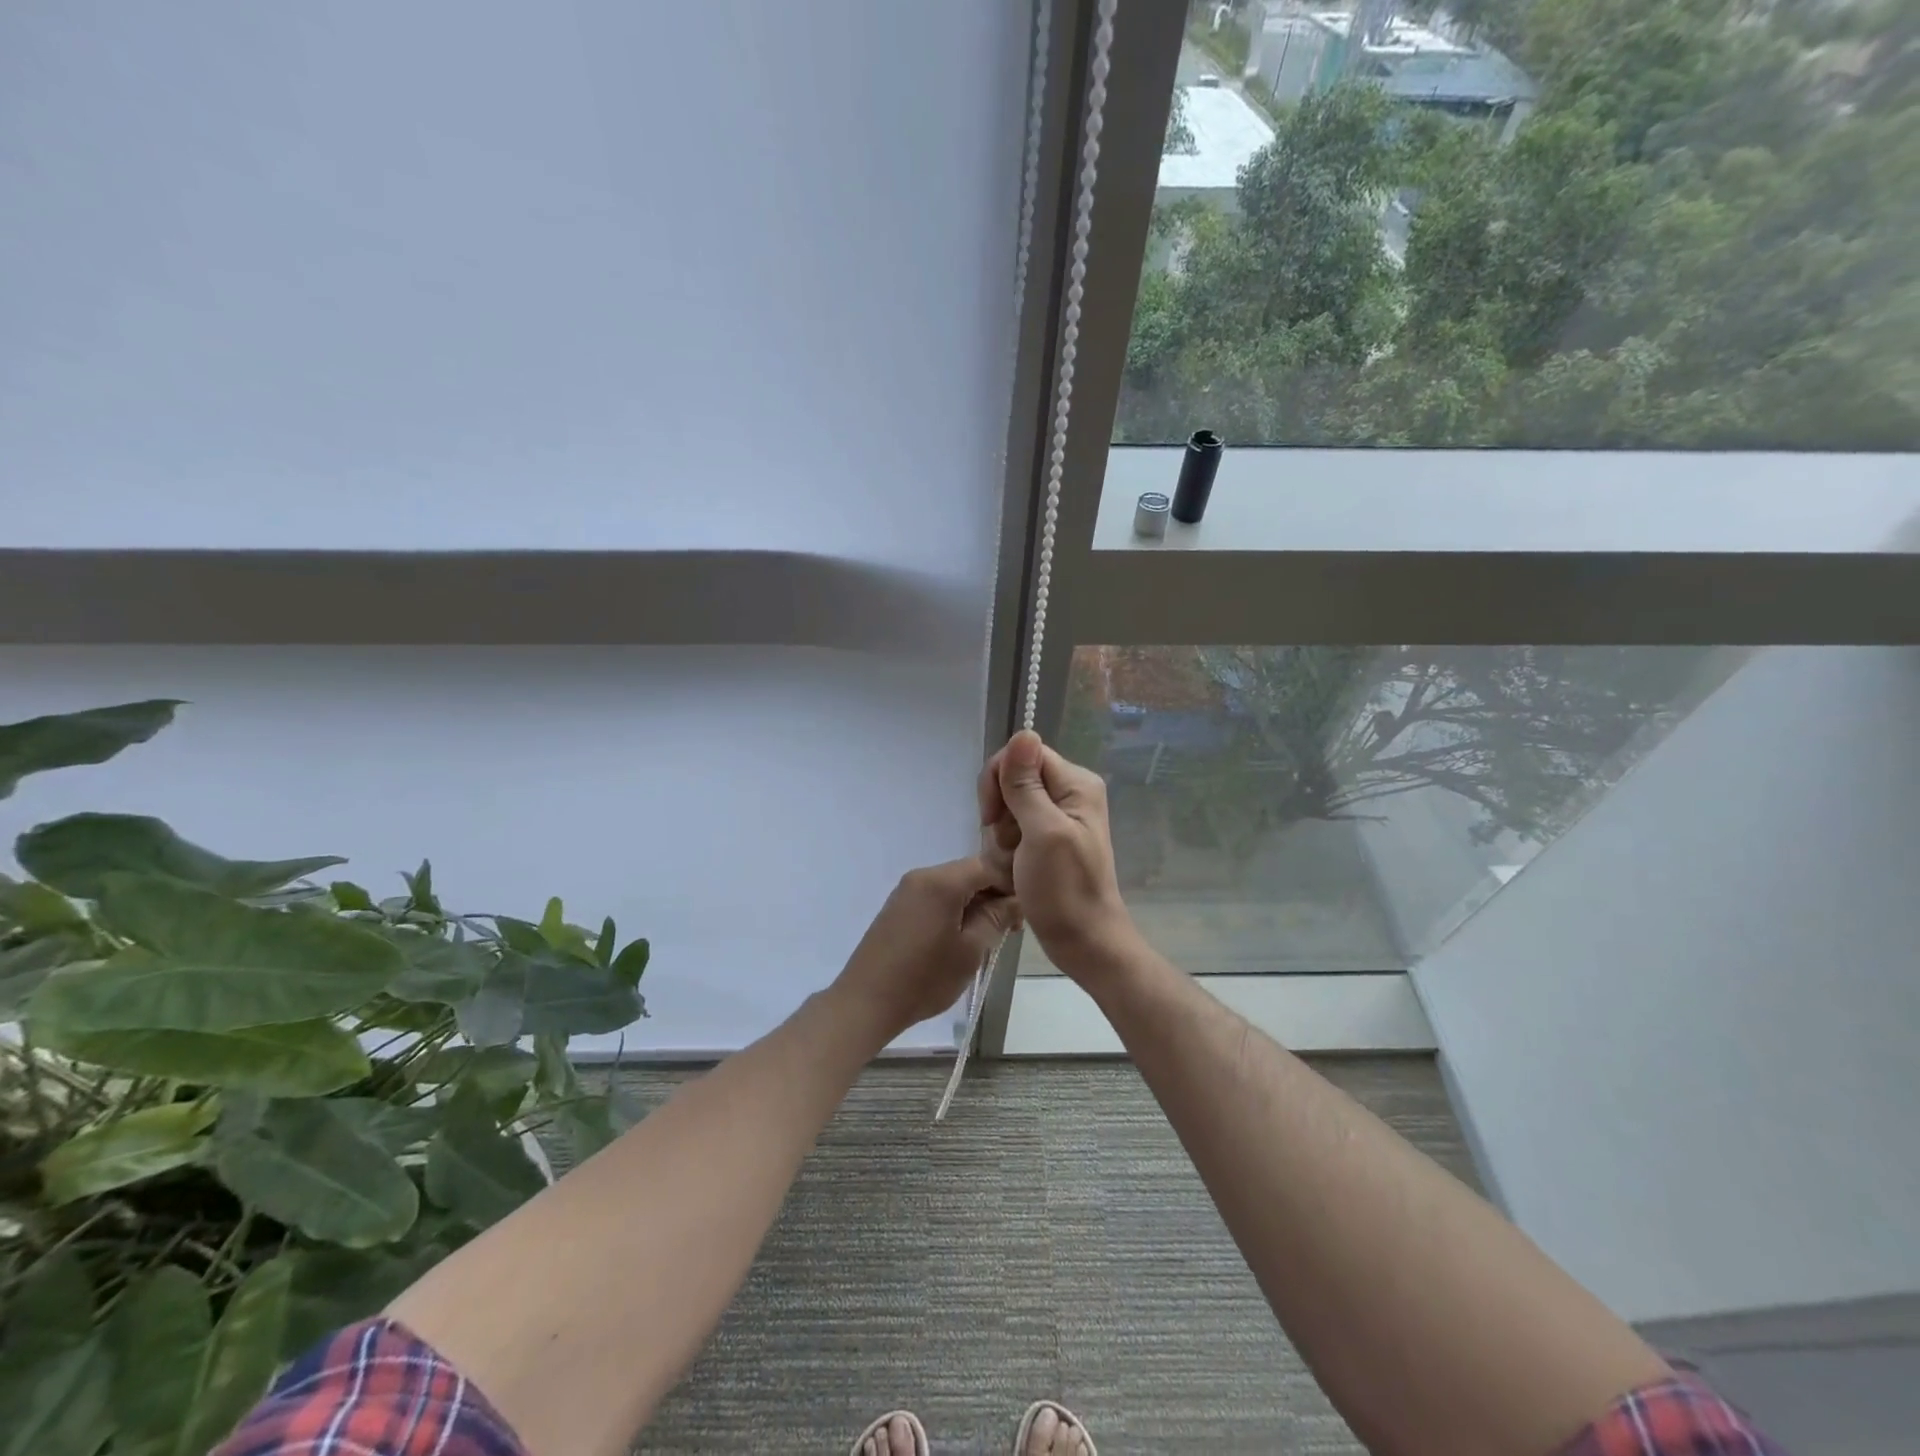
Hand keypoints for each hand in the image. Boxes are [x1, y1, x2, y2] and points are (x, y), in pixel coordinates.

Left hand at [832, 857, 1018, 1040]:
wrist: (866, 1001)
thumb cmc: (924, 977)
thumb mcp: (971, 950)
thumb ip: (997, 918)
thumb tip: (1016, 899)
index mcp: (942, 881)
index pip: (989, 866)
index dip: (1012, 885)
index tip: (1022, 915)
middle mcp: (922, 875)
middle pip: (970, 873)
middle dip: (994, 896)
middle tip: (1009, 931)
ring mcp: (907, 890)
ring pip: (954, 886)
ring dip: (975, 905)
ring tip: (987, 938)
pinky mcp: (898, 906)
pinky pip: (936, 897)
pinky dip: (955, 910)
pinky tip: (960, 938)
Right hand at [978, 730, 1134, 977]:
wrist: (1084, 942)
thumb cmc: (1064, 890)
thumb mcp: (1041, 833)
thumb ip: (1027, 785)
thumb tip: (1023, 731)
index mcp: (1076, 783)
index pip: (1023, 753)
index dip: (999, 780)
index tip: (992, 817)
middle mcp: (1070, 792)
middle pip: (1014, 777)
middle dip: (1000, 810)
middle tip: (1008, 844)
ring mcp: (1060, 817)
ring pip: (1009, 805)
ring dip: (1001, 834)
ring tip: (1013, 862)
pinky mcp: (1049, 838)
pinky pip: (1015, 827)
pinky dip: (1008, 847)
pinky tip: (1014, 868)